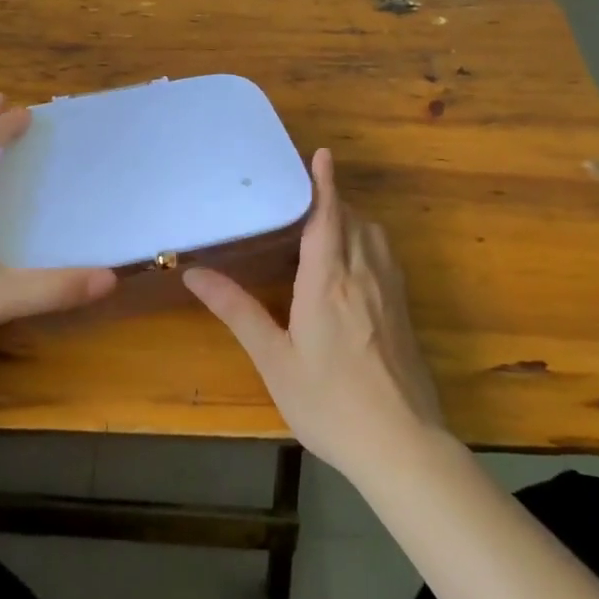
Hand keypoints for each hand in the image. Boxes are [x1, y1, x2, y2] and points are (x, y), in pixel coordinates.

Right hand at [183, 148, 445, 479]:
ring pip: (374, 237)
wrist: (401, 445)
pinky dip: (368, 244)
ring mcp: (390, 293)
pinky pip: (386, 259)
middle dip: (333, 200)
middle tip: (305, 197)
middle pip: (354, 220)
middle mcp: (363, 275)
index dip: (325, 182)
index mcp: (328, 280)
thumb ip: (237, 310)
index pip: (328, 216)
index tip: (322, 153)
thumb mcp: (273, 359)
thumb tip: (195, 274)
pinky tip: (352, 267)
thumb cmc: (328, 402)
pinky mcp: (404, 312)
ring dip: (353, 220)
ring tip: (326, 226)